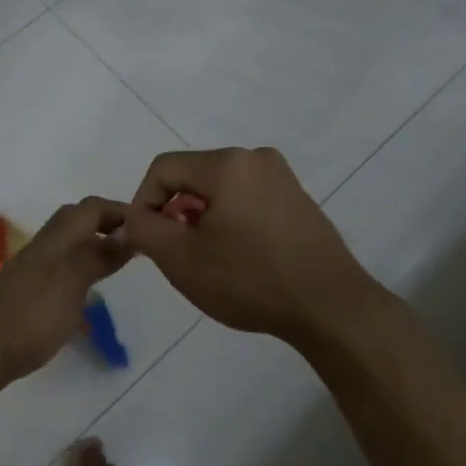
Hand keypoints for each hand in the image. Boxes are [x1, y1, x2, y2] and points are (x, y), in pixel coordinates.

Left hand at [0, 198, 131, 388]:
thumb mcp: (73, 281)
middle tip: (135, 243)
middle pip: (77, 220)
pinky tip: (89, 288)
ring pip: (68, 243)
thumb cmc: (33, 314)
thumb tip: (128, 232)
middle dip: (106, 224)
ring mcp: (33, 269)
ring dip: (93, 244)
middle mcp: (44, 247)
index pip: (91, 208)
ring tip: (119, 263)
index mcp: (56, 239)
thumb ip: (99, 255)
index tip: (148, 226)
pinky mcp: (29, 291)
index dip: (119, 211)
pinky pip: (61, 266)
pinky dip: (81, 266)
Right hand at [121, 147, 383, 346]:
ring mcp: (282, 178)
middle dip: (175, 212)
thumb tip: (134, 217)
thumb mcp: (181, 259)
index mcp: (228, 164)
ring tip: (208, 259)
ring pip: (220, 189)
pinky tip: (239, 257)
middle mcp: (256, 158)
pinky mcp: (297, 199)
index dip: (143, 202)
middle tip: (176, 253)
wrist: (330, 307)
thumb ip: (145, 229)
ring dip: (202, 218)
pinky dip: (230, 220)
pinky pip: (247, 199)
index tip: (146, 240)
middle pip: (193, 176)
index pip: (163, 168)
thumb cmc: (250, 279)